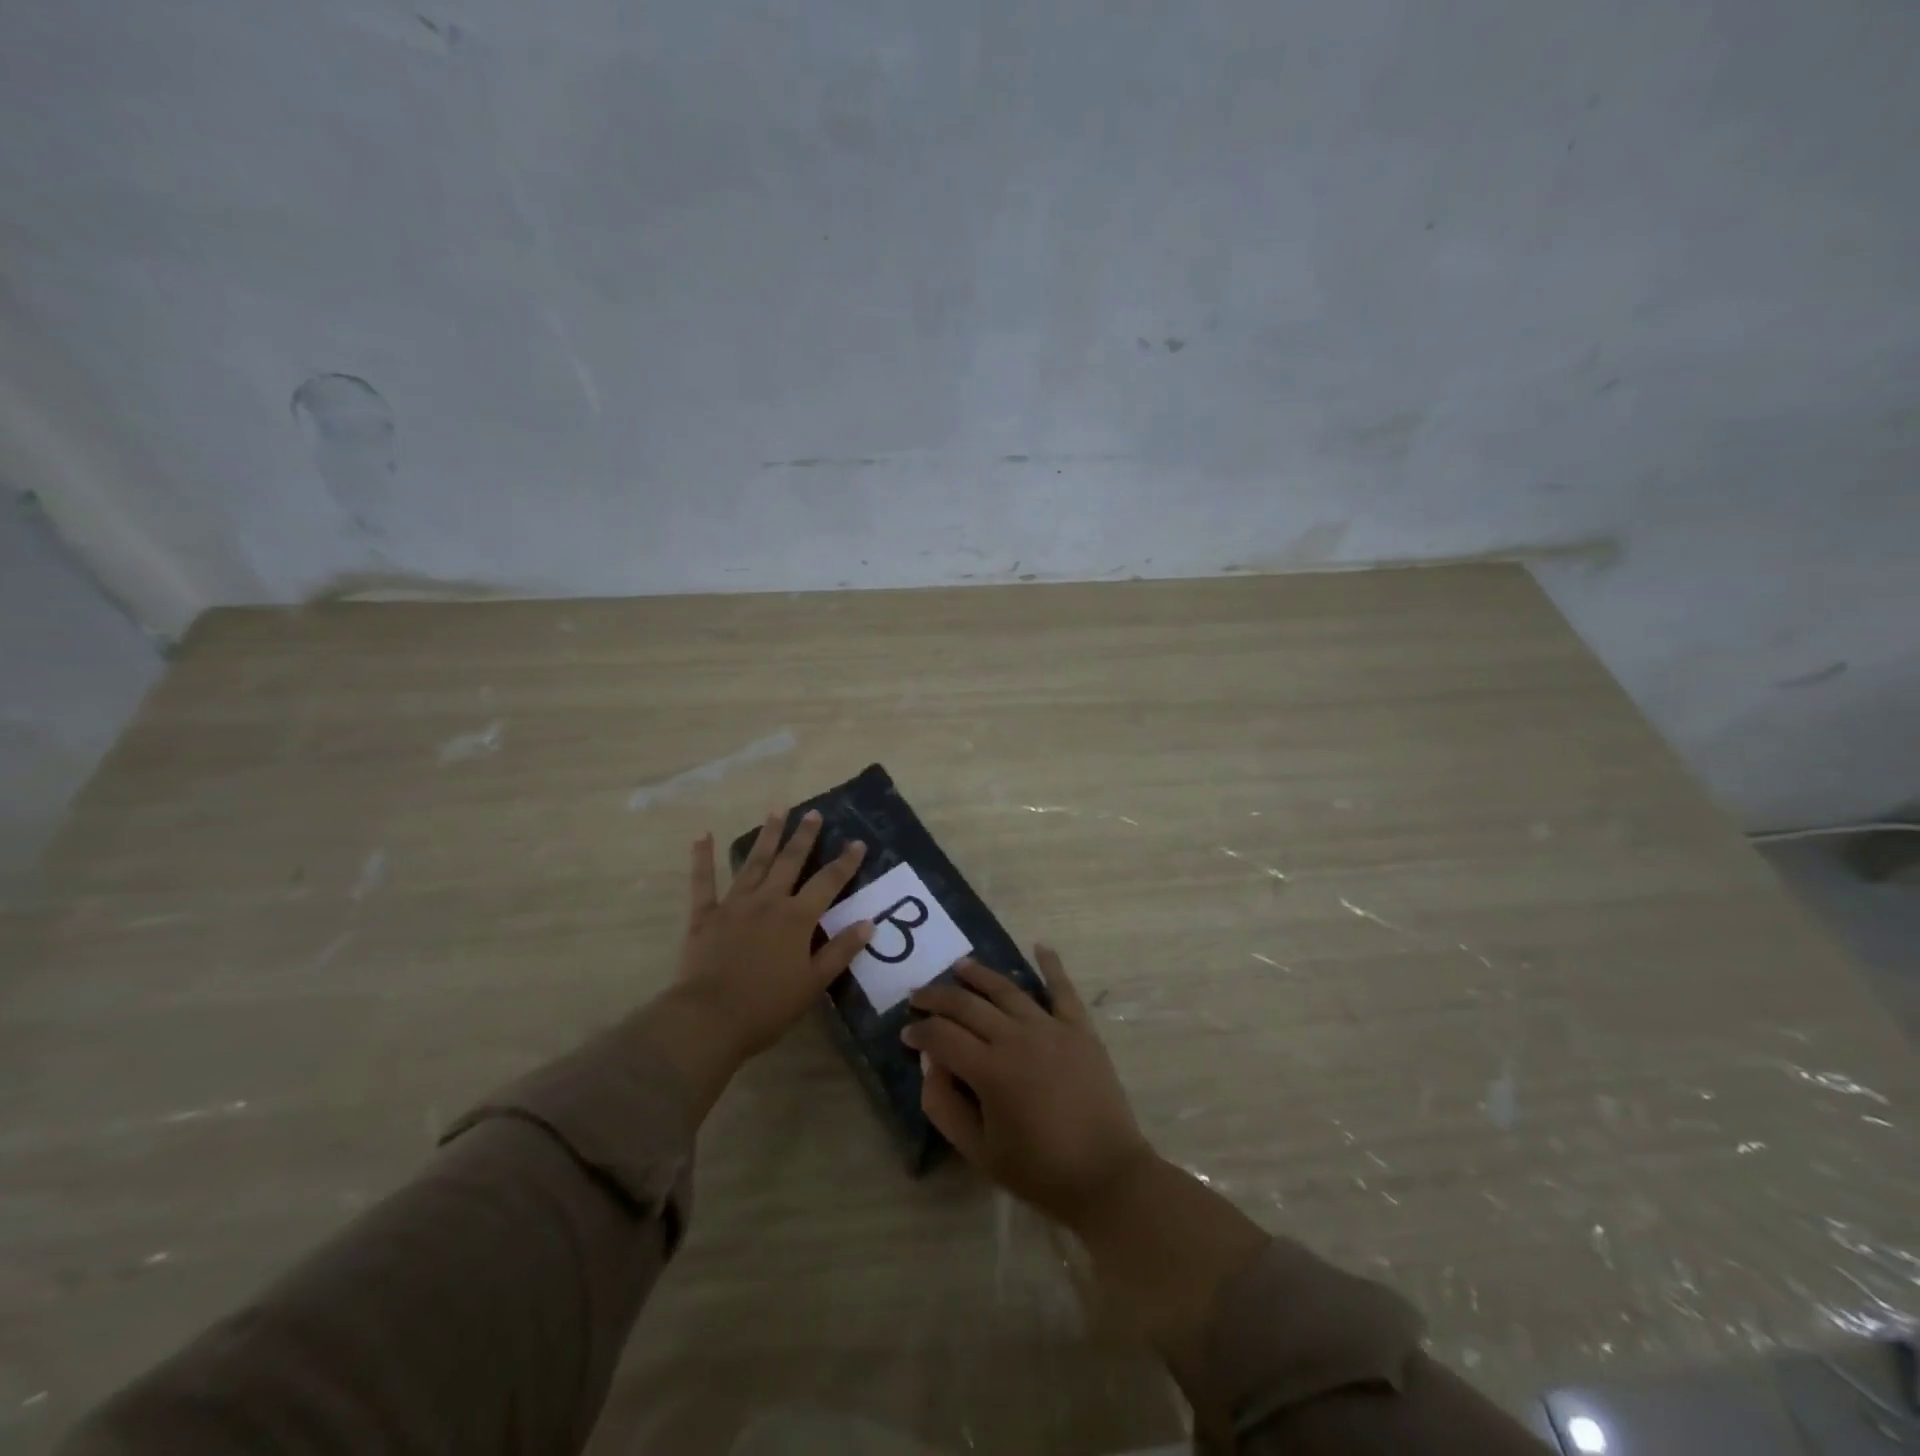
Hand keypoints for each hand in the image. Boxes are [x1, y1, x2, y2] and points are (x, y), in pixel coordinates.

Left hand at [672, 808, 872, 1058]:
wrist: (709, 1018)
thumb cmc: (767, 1006)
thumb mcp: (814, 983)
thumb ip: (840, 951)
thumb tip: (868, 923)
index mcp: (797, 918)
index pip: (828, 882)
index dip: (845, 862)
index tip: (858, 842)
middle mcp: (768, 901)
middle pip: (790, 862)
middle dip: (804, 837)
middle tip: (813, 813)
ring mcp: (734, 905)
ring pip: (754, 863)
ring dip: (767, 836)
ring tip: (777, 810)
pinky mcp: (705, 916)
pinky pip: (703, 882)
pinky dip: (703, 858)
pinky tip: (703, 836)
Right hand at [902, 949, 1152, 1228]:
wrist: (1106, 1176)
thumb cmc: (1039, 1170)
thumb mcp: (978, 1151)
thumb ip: (944, 1106)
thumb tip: (929, 1063)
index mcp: (990, 1070)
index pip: (942, 1036)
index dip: (919, 1031)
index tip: (905, 1032)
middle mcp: (1016, 1037)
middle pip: (967, 1005)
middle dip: (937, 998)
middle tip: (918, 995)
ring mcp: (1051, 1028)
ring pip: (1006, 989)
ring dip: (979, 975)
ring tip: (959, 966)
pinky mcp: (1079, 1028)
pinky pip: (1062, 989)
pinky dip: (1051, 965)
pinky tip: (1040, 946)